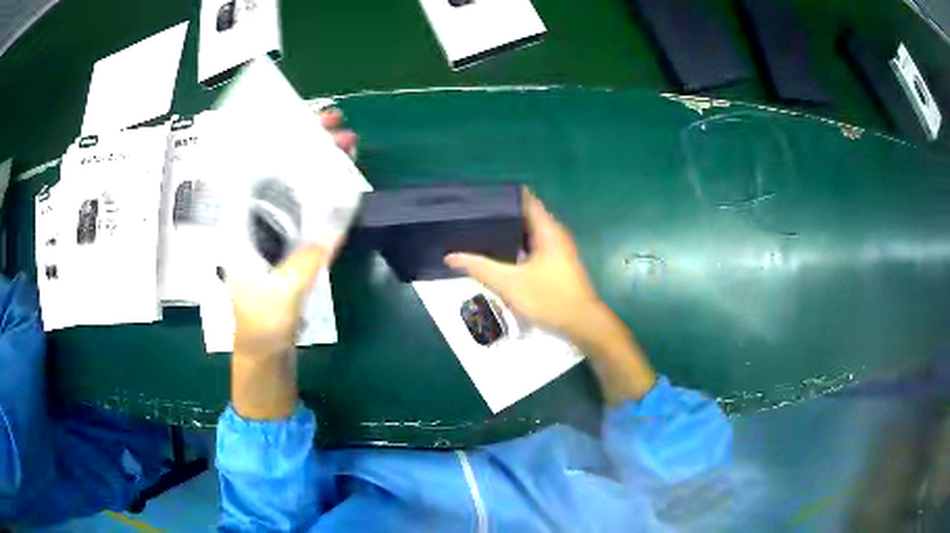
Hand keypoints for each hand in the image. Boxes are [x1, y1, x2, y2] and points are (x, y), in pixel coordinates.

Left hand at [230, 108, 353, 358]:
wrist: (265, 350)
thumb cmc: (260, 325)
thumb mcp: (281, 295)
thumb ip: (304, 263)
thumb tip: (331, 230)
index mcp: (237, 225)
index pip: (252, 169)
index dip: (275, 140)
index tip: (302, 121)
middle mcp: (251, 219)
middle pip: (276, 169)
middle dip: (306, 145)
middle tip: (337, 126)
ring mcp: (270, 229)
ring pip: (293, 184)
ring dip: (319, 164)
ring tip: (347, 145)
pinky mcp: (286, 241)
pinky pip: (305, 207)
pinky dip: (324, 190)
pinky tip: (342, 179)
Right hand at [445, 189, 605, 344]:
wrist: (581, 323)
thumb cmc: (549, 297)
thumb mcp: (509, 283)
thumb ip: (480, 267)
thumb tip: (451, 256)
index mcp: (547, 229)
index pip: (525, 199)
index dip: (503, 195)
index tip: (480, 196)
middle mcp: (554, 234)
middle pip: (525, 215)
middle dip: (501, 215)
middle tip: (473, 216)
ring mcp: (557, 249)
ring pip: (528, 234)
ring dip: (508, 233)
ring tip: (480, 233)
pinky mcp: (556, 264)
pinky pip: (532, 248)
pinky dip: (516, 248)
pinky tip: (499, 255)